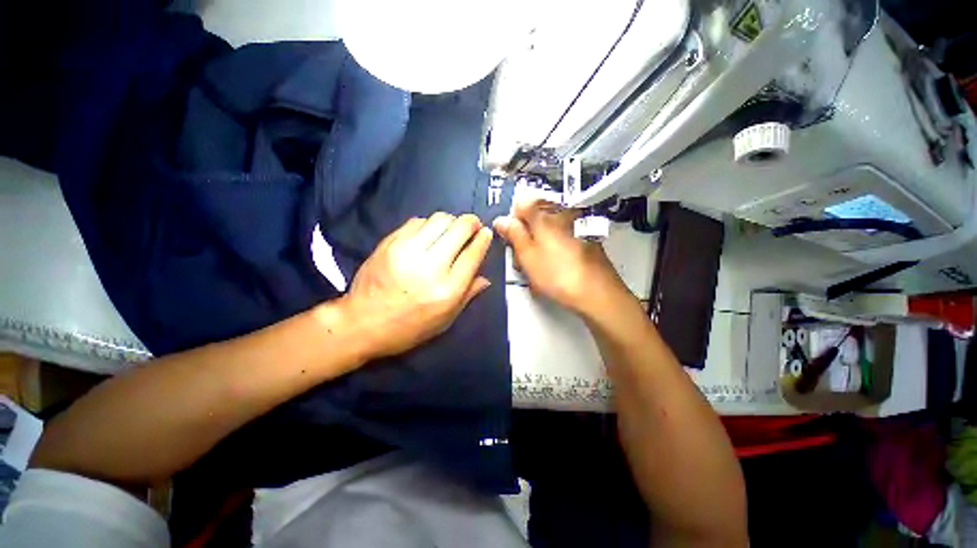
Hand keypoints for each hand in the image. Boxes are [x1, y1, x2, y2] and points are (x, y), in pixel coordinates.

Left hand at [340, 213, 493, 359]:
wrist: (362, 323)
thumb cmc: (409, 328)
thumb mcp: (445, 320)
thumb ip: (468, 295)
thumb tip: (486, 277)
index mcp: (447, 289)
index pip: (473, 254)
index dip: (483, 239)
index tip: (486, 232)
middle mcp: (430, 266)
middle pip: (459, 229)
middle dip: (471, 222)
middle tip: (473, 226)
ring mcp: (407, 251)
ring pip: (439, 219)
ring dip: (451, 221)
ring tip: (451, 230)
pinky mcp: (390, 243)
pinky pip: (417, 221)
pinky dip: (429, 224)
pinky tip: (429, 233)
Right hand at [493, 199, 626, 316]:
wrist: (597, 292)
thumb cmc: (556, 274)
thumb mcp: (528, 256)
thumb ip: (513, 234)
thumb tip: (501, 219)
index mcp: (544, 214)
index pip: (521, 204)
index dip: (512, 222)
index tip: (512, 242)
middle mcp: (562, 212)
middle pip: (536, 216)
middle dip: (526, 234)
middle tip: (524, 259)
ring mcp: (577, 223)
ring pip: (549, 228)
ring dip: (540, 242)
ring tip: (540, 266)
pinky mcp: (587, 236)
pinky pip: (563, 235)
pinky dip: (555, 246)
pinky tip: (558, 265)